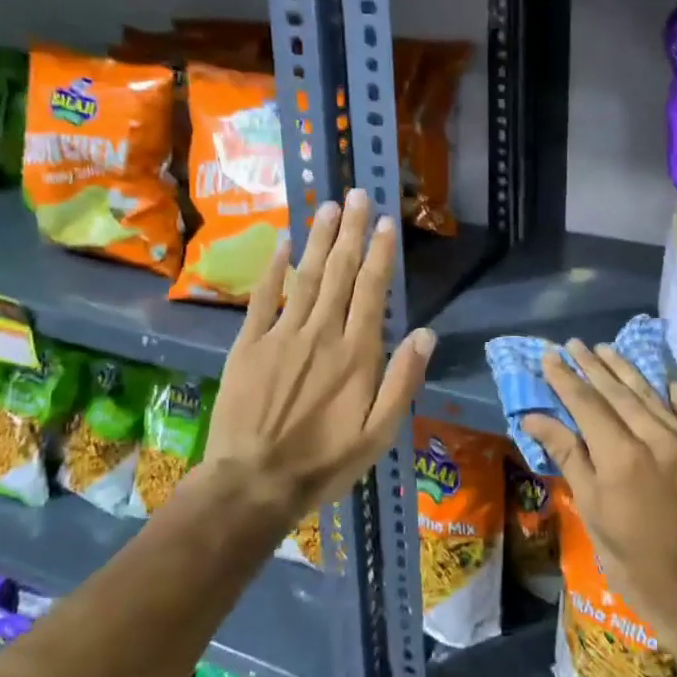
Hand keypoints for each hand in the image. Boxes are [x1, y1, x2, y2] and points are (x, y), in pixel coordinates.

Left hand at [199, 190, 434, 520]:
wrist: (253, 482)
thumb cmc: (324, 461)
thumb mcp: (379, 433)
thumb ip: (403, 381)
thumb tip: (426, 333)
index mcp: (357, 354)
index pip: (372, 291)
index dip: (381, 254)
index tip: (387, 223)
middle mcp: (322, 333)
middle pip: (340, 273)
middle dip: (353, 232)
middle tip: (358, 194)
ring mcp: (282, 335)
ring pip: (306, 276)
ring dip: (319, 239)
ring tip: (329, 206)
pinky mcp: (249, 344)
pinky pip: (264, 297)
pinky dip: (273, 268)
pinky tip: (282, 243)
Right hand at [520, 341, 676, 640]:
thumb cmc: (634, 563)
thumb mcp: (592, 512)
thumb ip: (569, 456)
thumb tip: (535, 417)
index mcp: (621, 457)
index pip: (587, 404)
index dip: (566, 379)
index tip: (550, 356)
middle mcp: (657, 439)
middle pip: (619, 392)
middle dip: (594, 366)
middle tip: (575, 344)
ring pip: (652, 395)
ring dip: (627, 371)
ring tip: (606, 349)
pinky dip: (672, 393)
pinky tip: (661, 379)